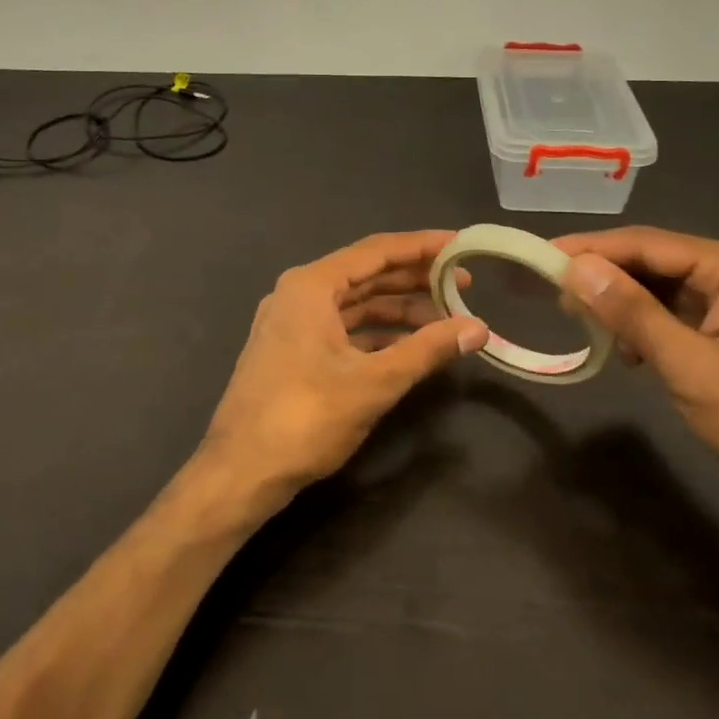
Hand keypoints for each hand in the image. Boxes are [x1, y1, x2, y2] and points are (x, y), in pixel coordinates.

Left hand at [198, 231, 488, 519]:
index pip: (377, 251)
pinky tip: (410, 347)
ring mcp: (293, 323)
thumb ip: (427, 350)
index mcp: (311, 286)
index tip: (461, 245)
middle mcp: (299, 294)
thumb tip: (478, 328)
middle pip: (367, 274)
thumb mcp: (373, 382)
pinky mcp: (293, 351)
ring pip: (356, 304)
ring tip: (446, 320)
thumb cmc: (305, 418)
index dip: (423, 246)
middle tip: (464, 284)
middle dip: (415, 280)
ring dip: (399, 310)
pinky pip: (343, 329)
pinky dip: (377, 334)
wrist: (240, 472)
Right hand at [555, 227, 718, 574]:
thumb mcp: (693, 368)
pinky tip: (625, 353)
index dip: (591, 248)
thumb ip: (633, 314)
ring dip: (622, 304)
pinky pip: (674, 319)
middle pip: (653, 261)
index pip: (647, 243)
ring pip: (661, 291)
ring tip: (581, 322)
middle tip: (554, 296)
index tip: (540, 258)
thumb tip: (576, 268)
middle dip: (604, 276)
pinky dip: (644, 330)